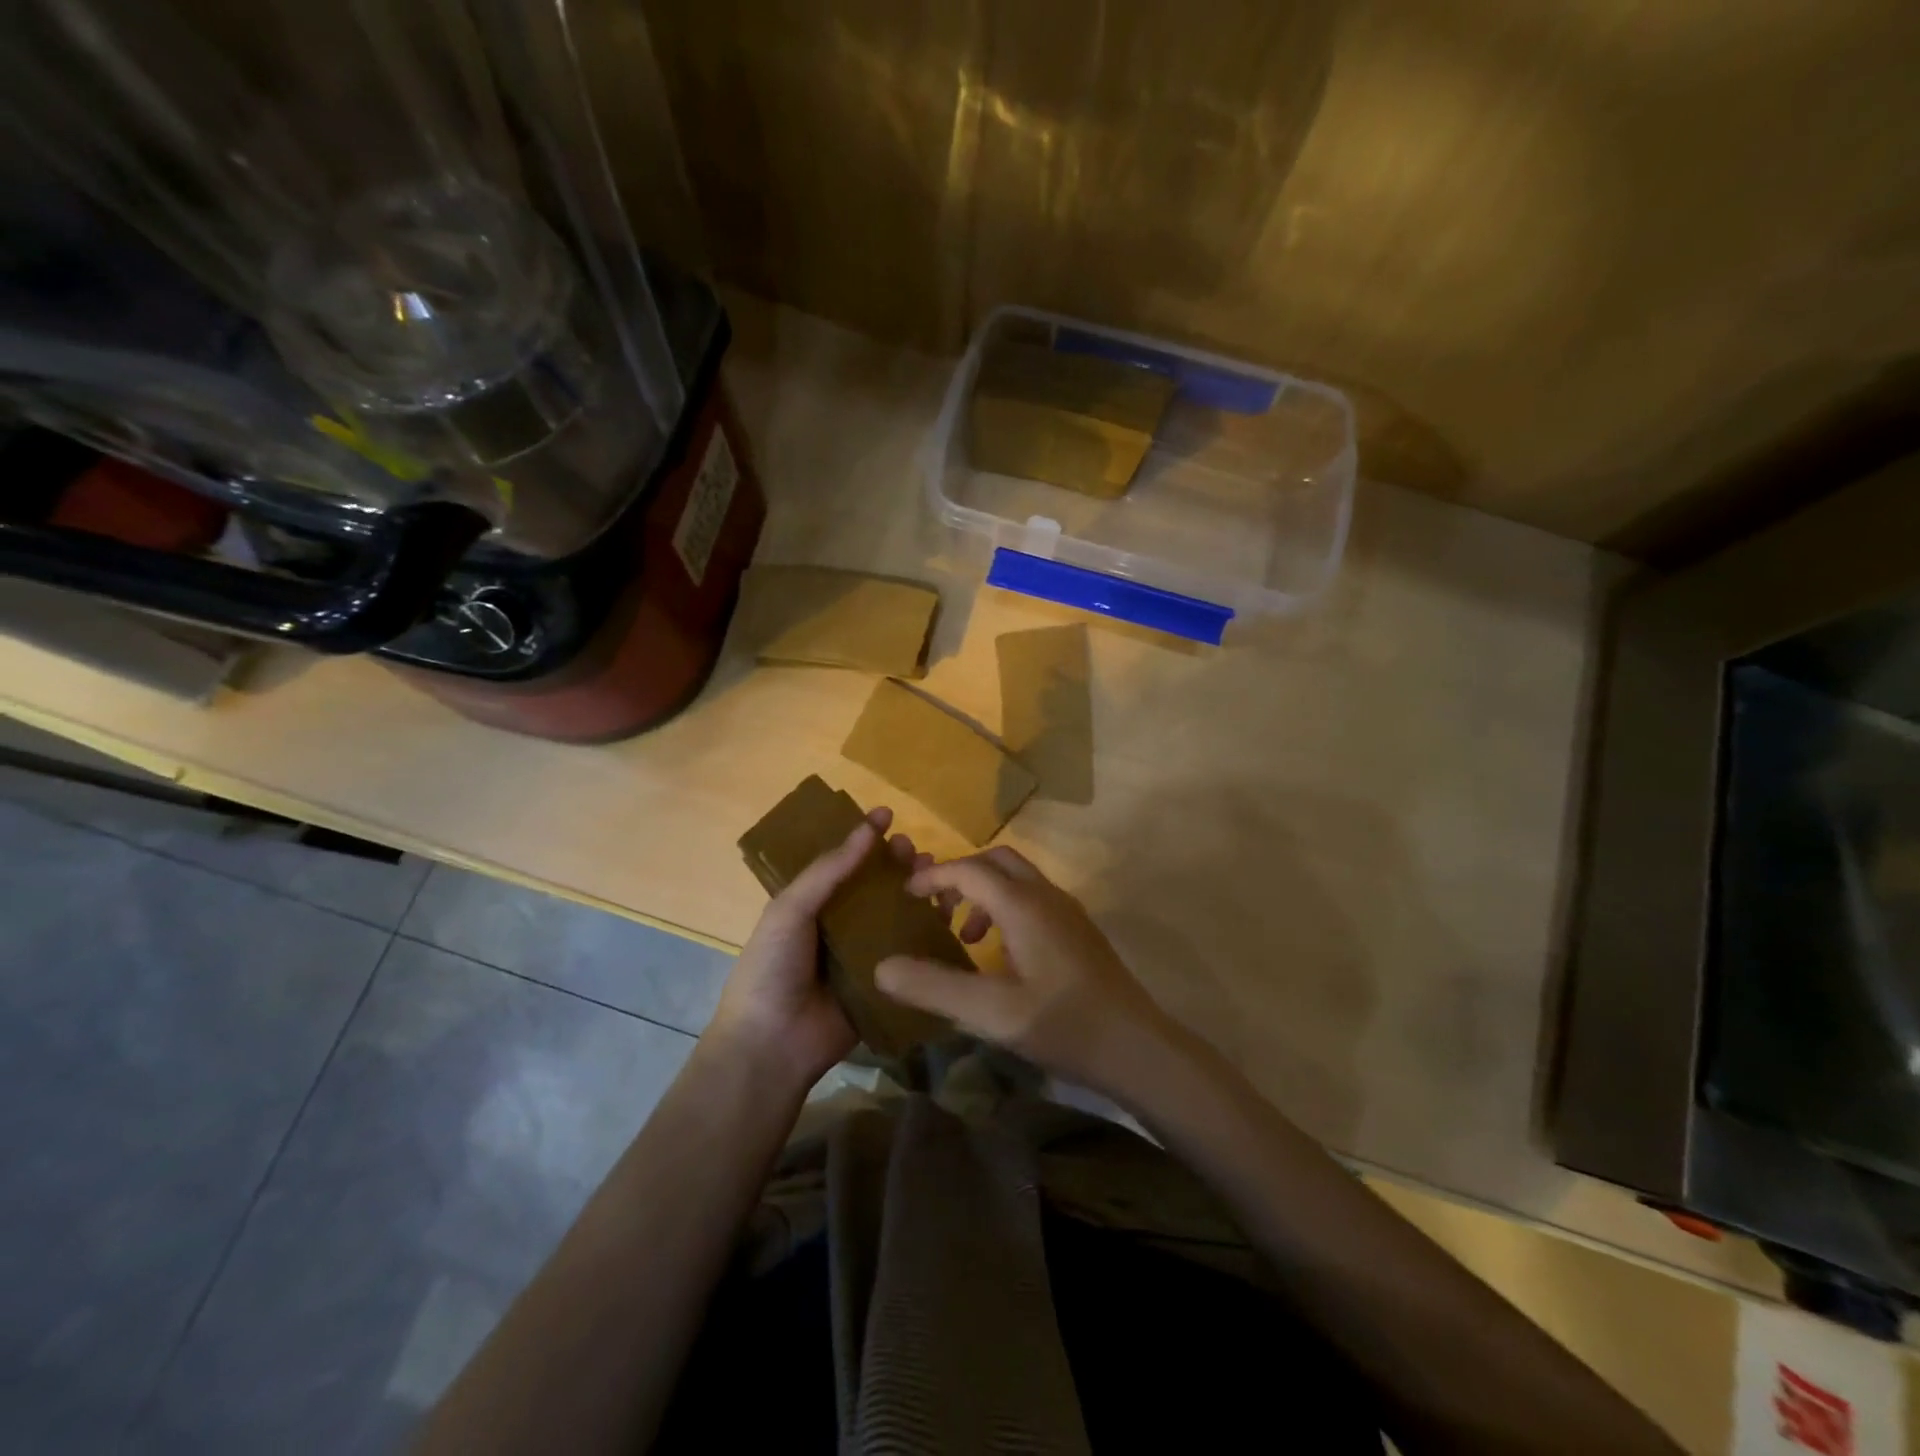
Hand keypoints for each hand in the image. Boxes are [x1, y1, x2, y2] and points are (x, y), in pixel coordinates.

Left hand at [706, 807, 941, 1094]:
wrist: (772, 1044)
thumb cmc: (772, 967)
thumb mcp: (790, 909)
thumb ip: (828, 870)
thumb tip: (866, 828)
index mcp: (811, 906)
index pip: (842, 864)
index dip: (863, 839)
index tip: (887, 814)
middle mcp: (839, 926)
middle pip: (875, 887)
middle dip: (896, 865)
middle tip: (915, 851)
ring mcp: (863, 956)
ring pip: (896, 916)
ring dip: (916, 893)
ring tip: (936, 877)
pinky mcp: (884, 984)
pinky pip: (909, 954)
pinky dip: (928, 933)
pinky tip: (947, 915)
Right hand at [874, 848, 1189, 1100]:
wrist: (1137, 1048)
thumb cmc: (1063, 1025)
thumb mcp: (991, 1013)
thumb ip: (934, 987)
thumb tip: (881, 967)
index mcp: (1023, 905)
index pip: (969, 870)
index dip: (934, 877)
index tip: (905, 895)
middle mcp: (1047, 896)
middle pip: (996, 862)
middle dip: (961, 876)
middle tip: (935, 908)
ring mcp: (1068, 912)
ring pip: (1017, 879)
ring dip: (984, 892)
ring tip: (964, 936)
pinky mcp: (1078, 931)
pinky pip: (1033, 899)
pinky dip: (1005, 909)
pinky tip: (1000, 955)